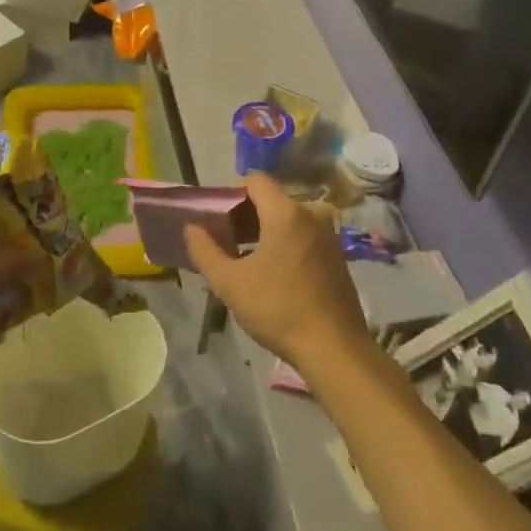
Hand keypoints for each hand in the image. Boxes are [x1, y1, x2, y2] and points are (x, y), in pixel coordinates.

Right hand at [185, 173, 363, 367]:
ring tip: (244, 260)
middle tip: (224, 242)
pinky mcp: (338, 257)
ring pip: (288, 219)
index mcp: (286, 213)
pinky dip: (284, 244)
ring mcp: (329, 236)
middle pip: (271, 200)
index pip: (255, 181)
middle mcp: (311, 215)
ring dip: (264, 232)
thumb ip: (205, 250)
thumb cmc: (277, 309)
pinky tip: (272, 274)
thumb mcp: (229, 282)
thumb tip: (192, 227)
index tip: (217, 219)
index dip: (231, 194)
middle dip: (245, 215)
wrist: (334, 349)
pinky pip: (304, 236)